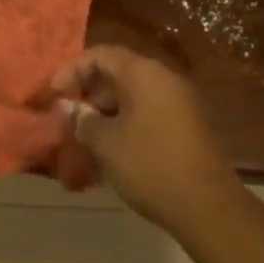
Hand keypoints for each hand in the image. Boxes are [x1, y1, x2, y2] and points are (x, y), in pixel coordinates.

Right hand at [52, 45, 239, 234]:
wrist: (209, 208)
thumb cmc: (150, 165)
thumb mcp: (106, 143)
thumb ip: (83, 120)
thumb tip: (71, 108)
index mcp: (143, 73)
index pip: (100, 55)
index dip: (72, 70)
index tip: (54, 94)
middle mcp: (163, 79)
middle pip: (118, 73)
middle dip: (89, 93)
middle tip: (68, 117)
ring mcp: (179, 103)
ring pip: (133, 96)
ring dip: (106, 112)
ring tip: (85, 138)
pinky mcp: (187, 127)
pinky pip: (148, 113)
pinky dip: (126, 123)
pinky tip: (112, 151)